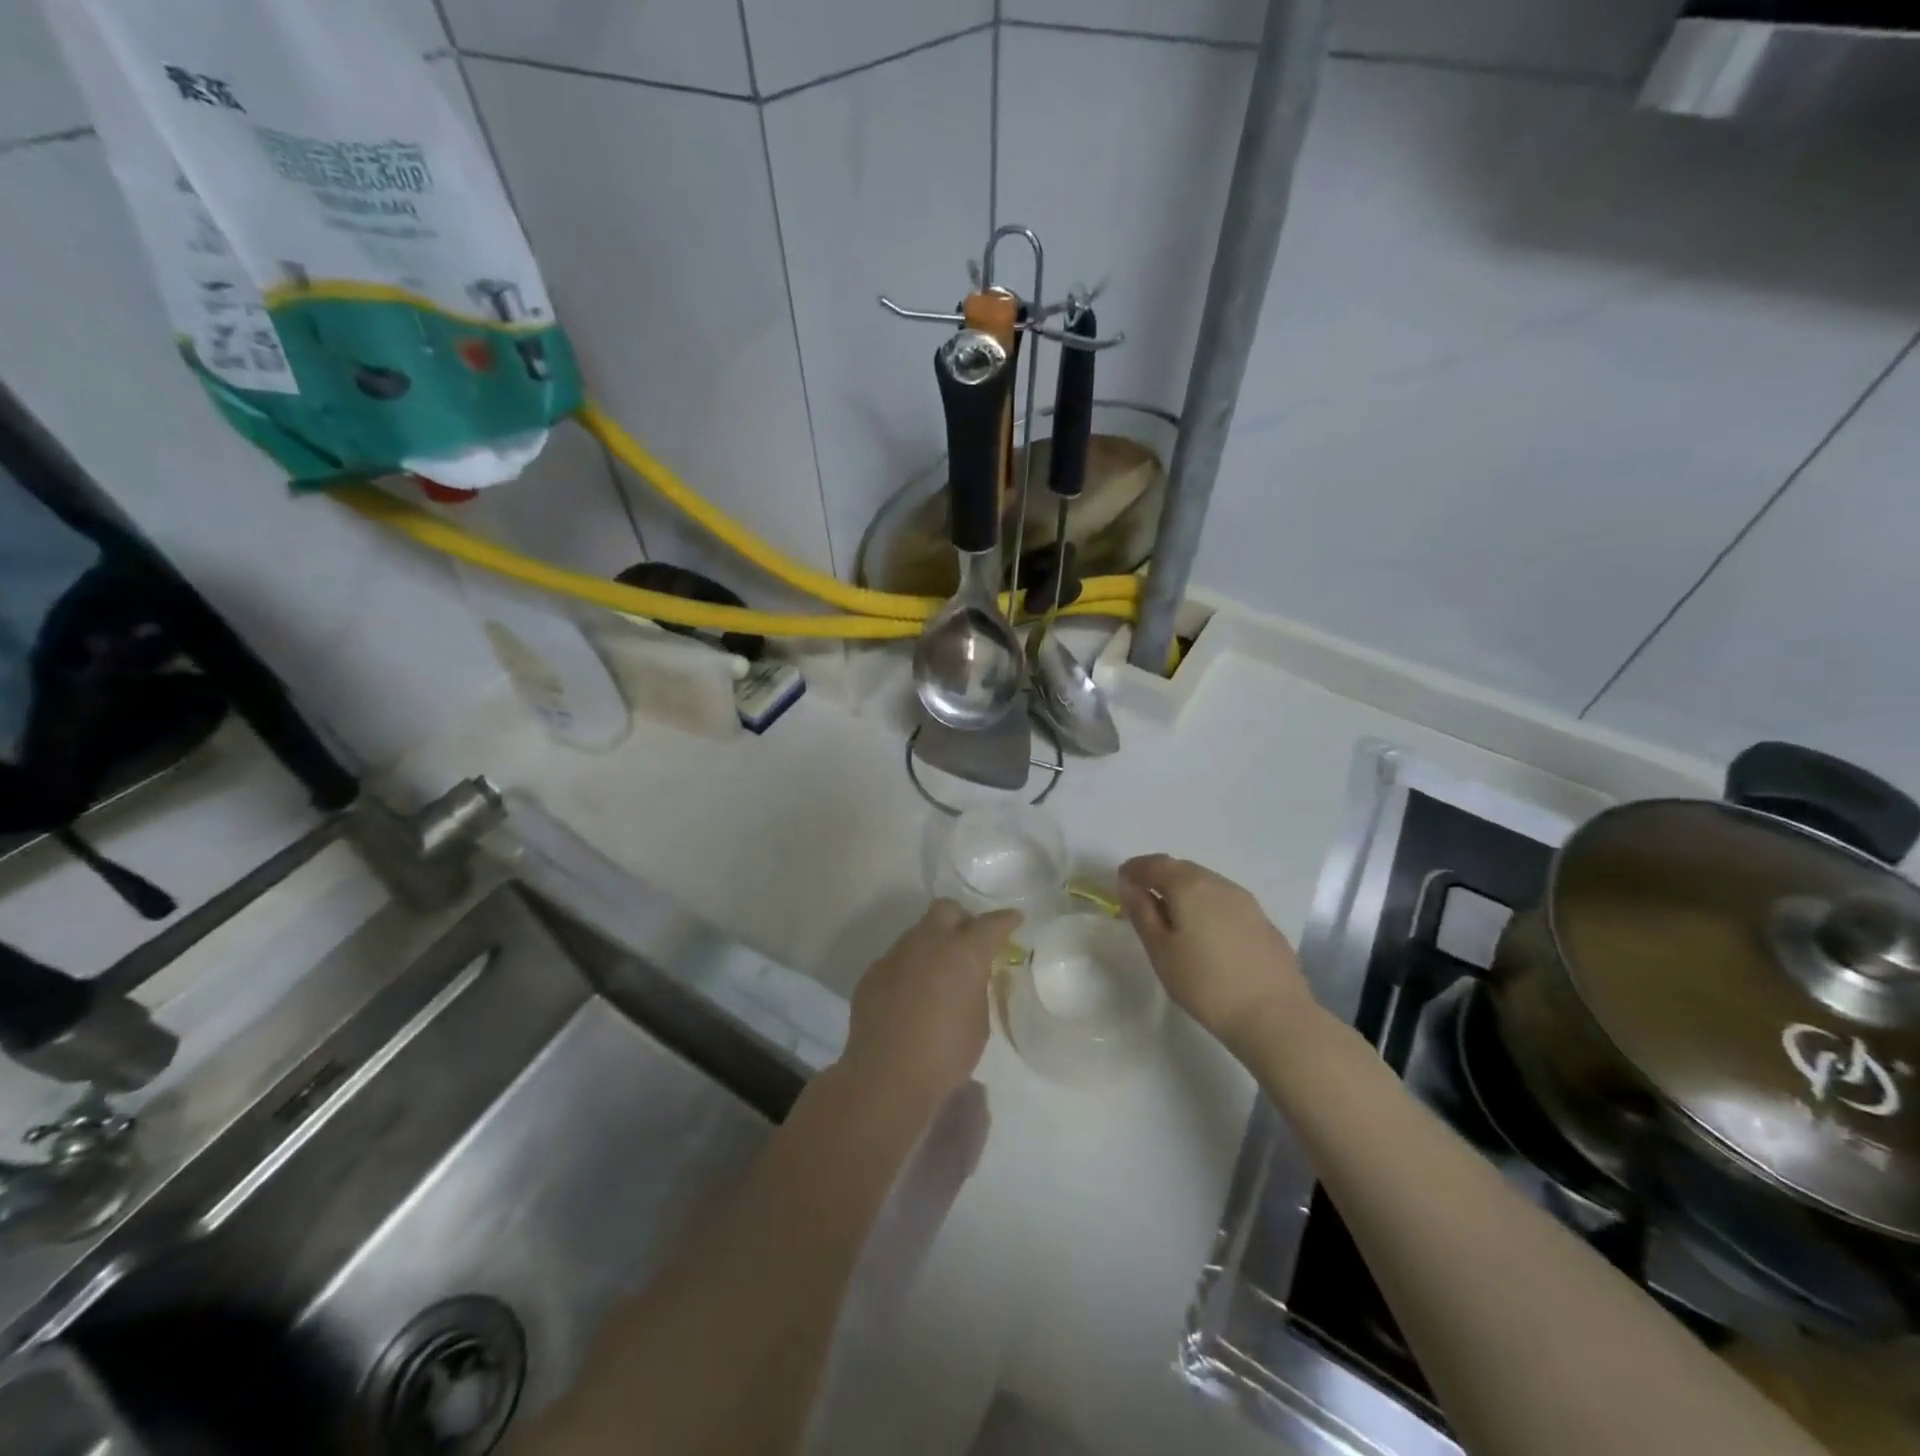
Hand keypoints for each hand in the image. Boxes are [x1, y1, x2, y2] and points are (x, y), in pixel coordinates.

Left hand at [840, 900, 1020, 1105]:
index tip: (1014, 920)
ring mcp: (896, 954)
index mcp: (964, 952)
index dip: (1006, 920)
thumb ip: (976, 987)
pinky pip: (897, 959)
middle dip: (962, 920)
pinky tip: (910, 996)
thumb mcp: (978, 1022)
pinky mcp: (873, 971)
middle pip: (947, 910)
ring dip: (932, 945)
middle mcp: (929, 942)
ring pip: (919, 933)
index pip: (991, 924)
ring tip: (937, 975)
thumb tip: (968, 976)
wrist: (886, 1076)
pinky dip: (909, 969)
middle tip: (968, 944)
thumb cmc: (945, 1054)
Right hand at [1117, 855, 1313, 1057]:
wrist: (1274, 1016)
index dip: (1134, 870)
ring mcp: (1246, 901)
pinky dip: (1207, 907)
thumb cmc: (1205, 984)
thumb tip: (1128, 883)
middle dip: (1159, 877)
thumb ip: (1142, 912)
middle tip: (1143, 900)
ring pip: (1206, 884)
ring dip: (1185, 892)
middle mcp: (1219, 883)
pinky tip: (1207, 935)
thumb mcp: (1160, 950)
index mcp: (1189, 886)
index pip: (1154, 864)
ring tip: (1173, 919)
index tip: (1121, 882)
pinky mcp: (1263, 921)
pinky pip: (1225, 902)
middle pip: (1182, 869)